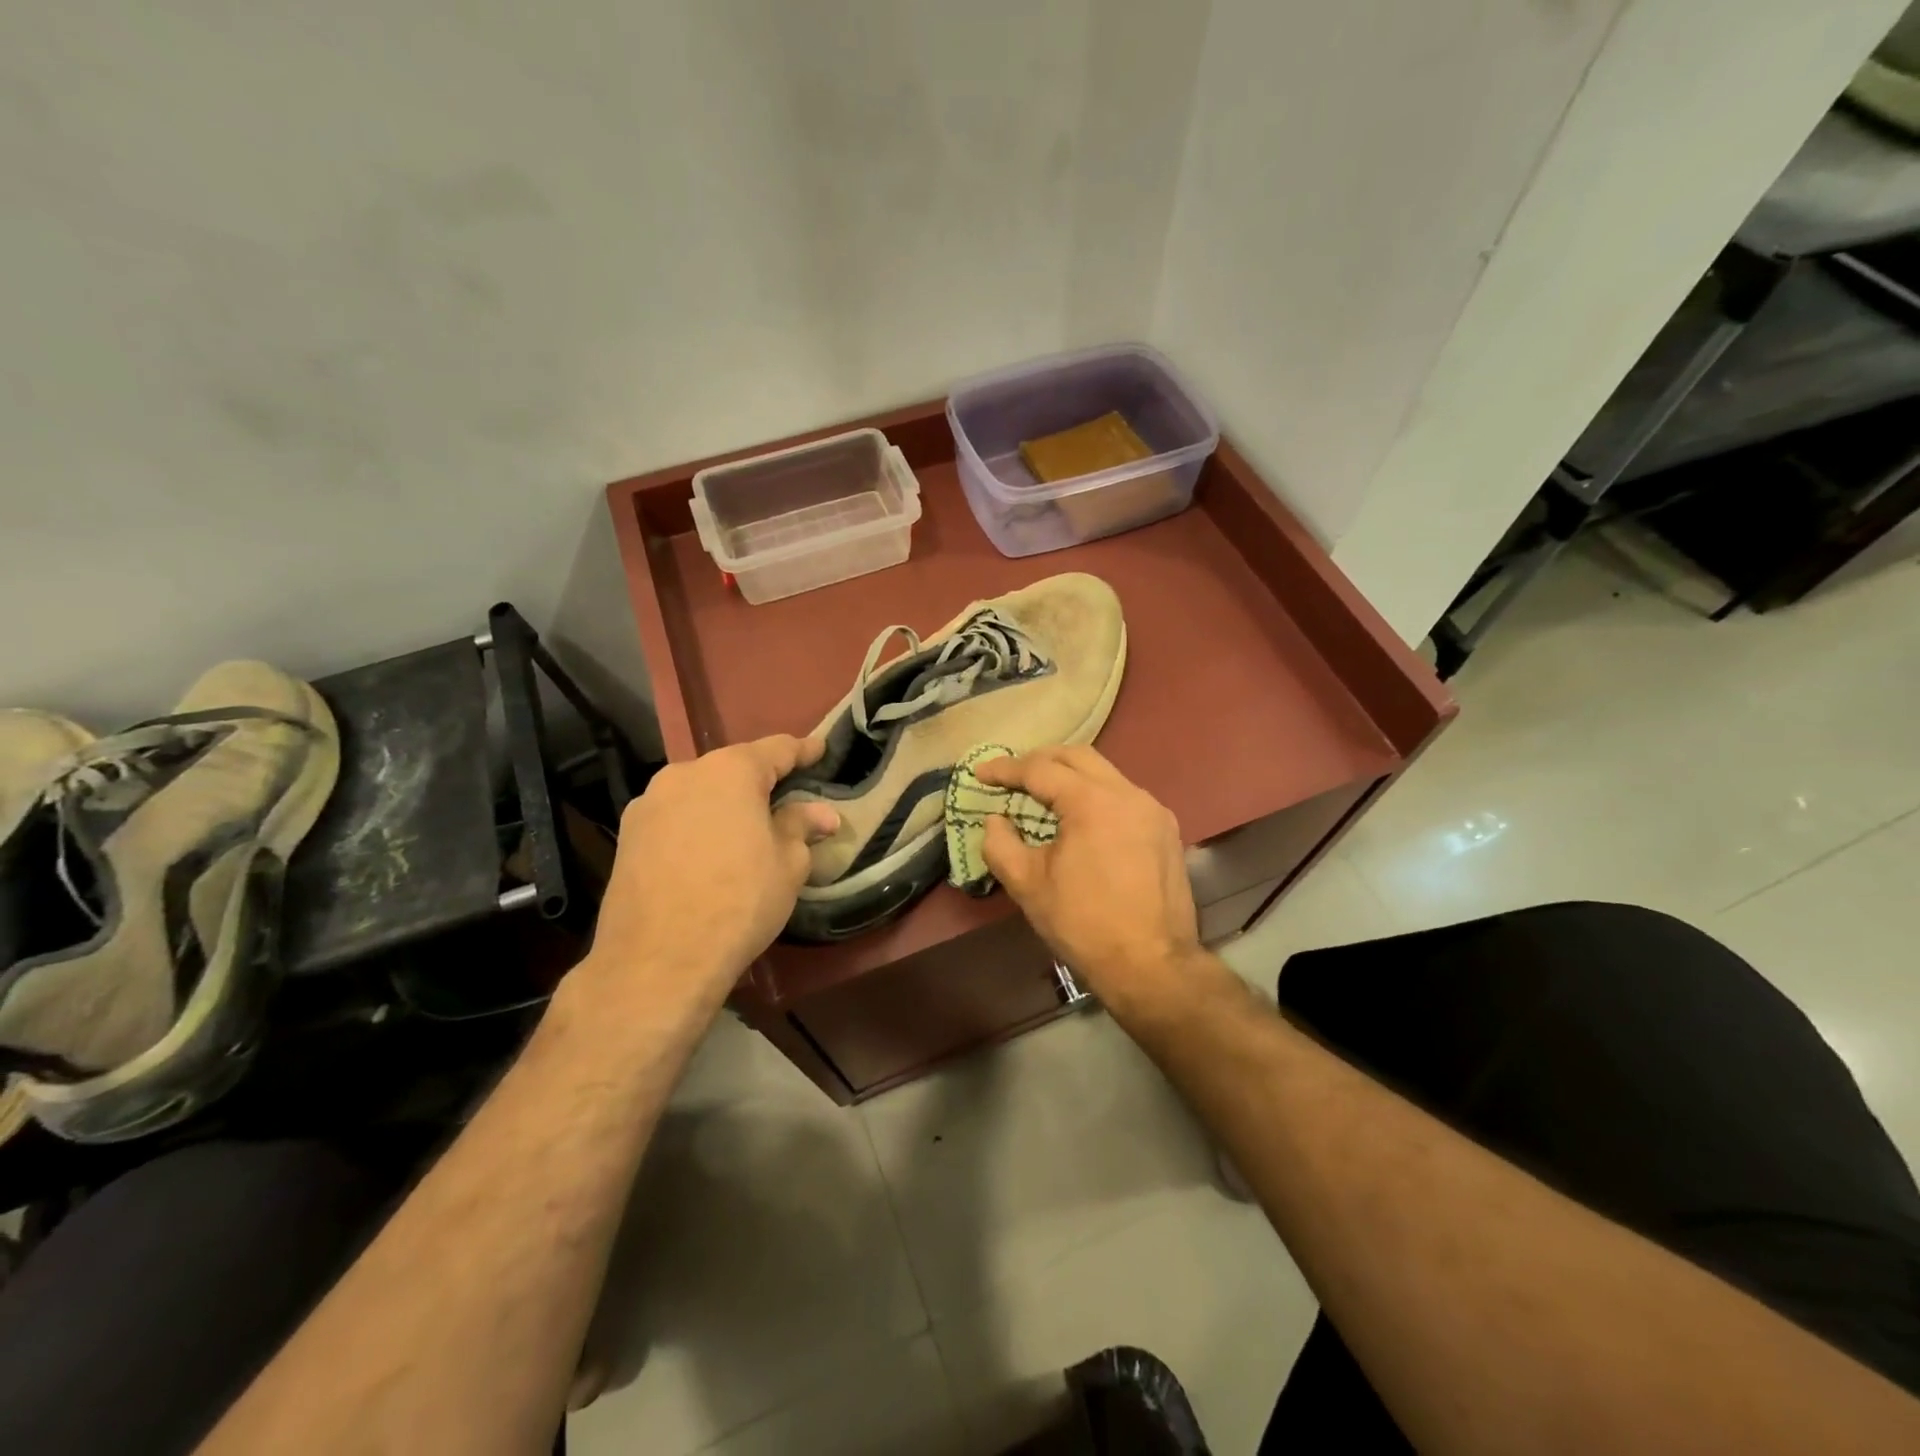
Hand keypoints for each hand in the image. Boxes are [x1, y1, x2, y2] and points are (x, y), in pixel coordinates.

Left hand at [584, 735, 838, 1004]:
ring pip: (700, 793)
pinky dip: (697, 824)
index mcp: (730, 771)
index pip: (776, 749)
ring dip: (725, 804)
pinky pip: (675, 817)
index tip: (819, 749)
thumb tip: (822, 814)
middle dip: (761, 781)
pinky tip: (709, 852)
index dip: (802, 751)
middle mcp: (684, 774)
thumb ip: (801, 827)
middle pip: (733, 768)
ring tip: (746, 828)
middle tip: (787, 798)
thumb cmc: (739, 901)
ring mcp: (649, 803)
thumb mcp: (788, 864)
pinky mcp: (627, 836)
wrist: (657, 960)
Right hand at [976, 746, 1200, 1009]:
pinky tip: (1082, 819)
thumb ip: (1000, 843)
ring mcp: (1153, 810)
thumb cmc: (1083, 924)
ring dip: (1071, 776)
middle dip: (1041, 760)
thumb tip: (995, 819)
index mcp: (1093, 802)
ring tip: (1043, 794)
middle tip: (1013, 774)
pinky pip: (1124, 796)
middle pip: (1078, 757)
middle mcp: (1128, 794)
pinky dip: (1096, 795)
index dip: (1006, 769)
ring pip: (1105, 774)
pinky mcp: (1166, 831)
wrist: (1151, 965)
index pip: (1041, 770)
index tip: (980, 772)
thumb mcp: (1028, 884)